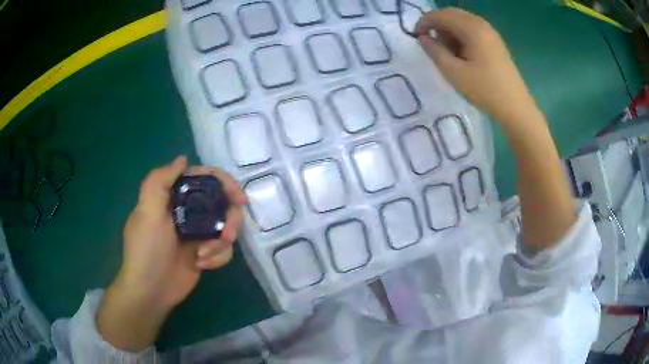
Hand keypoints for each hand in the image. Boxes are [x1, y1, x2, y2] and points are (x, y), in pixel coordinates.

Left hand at [97, 156, 247, 350]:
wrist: (151, 291)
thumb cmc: (147, 249)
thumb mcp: (147, 211)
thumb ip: (160, 180)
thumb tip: (183, 159)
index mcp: (173, 197)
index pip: (203, 179)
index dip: (224, 183)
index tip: (239, 198)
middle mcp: (187, 211)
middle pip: (221, 203)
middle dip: (228, 218)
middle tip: (228, 233)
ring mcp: (197, 233)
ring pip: (225, 227)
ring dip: (222, 241)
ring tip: (206, 255)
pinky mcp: (204, 253)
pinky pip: (223, 249)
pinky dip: (217, 257)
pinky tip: (201, 265)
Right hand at [415, 8, 535, 121]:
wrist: (515, 107)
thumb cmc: (484, 90)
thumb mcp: (454, 72)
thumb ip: (434, 51)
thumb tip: (422, 38)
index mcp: (472, 28)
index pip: (441, 15)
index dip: (424, 22)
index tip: (416, 37)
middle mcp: (481, 24)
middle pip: (452, 14)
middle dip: (437, 24)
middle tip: (431, 43)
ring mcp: (490, 32)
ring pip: (462, 21)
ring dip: (449, 30)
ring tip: (446, 51)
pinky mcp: (495, 42)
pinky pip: (472, 29)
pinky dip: (461, 35)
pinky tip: (461, 53)